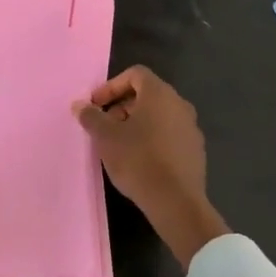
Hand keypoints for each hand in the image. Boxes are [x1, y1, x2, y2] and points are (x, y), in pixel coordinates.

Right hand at [76, 66, 229, 267]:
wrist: (176, 202)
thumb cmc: (138, 160)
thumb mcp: (106, 137)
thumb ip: (91, 116)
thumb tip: (80, 105)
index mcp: (159, 94)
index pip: (135, 74)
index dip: (112, 86)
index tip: (96, 105)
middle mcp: (179, 104)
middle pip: (147, 94)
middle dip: (122, 106)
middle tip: (105, 126)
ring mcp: (191, 127)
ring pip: (159, 115)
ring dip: (137, 123)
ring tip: (119, 145)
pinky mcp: (195, 150)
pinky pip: (169, 134)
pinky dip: (153, 138)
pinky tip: (140, 160)